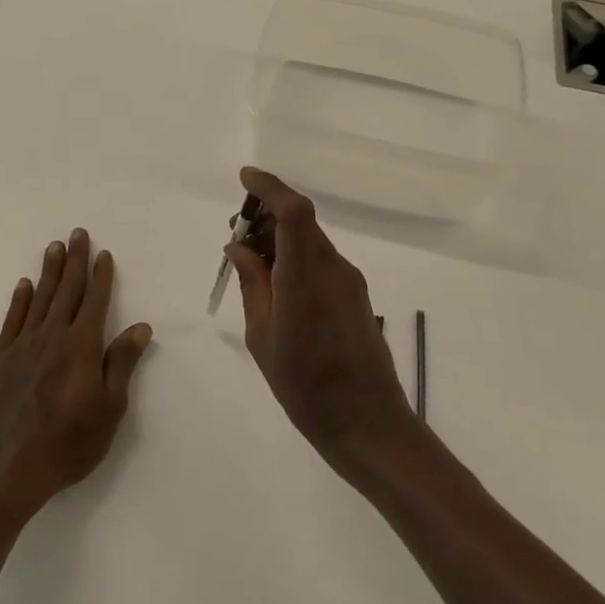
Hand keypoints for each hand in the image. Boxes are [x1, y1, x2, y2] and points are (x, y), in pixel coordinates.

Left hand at [0, 229, 151, 523]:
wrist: (8, 472)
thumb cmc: (68, 444)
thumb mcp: (109, 409)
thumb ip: (121, 364)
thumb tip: (140, 327)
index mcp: (81, 346)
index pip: (95, 301)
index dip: (101, 276)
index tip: (104, 254)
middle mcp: (52, 337)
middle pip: (66, 290)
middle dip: (74, 261)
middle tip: (77, 233)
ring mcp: (22, 347)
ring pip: (39, 299)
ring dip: (48, 272)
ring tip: (54, 247)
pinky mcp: (0, 361)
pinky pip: (12, 321)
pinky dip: (19, 301)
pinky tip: (23, 285)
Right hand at [228, 168, 418, 468]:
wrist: (368, 424)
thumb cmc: (305, 388)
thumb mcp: (263, 338)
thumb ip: (252, 285)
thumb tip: (239, 247)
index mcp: (305, 279)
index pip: (293, 212)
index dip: (270, 187)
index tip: (244, 179)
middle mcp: (332, 269)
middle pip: (301, 221)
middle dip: (267, 215)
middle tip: (236, 235)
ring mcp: (349, 280)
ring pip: (311, 240)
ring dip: (281, 238)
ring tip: (251, 263)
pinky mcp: (356, 294)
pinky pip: (321, 260)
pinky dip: (296, 257)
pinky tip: (277, 285)